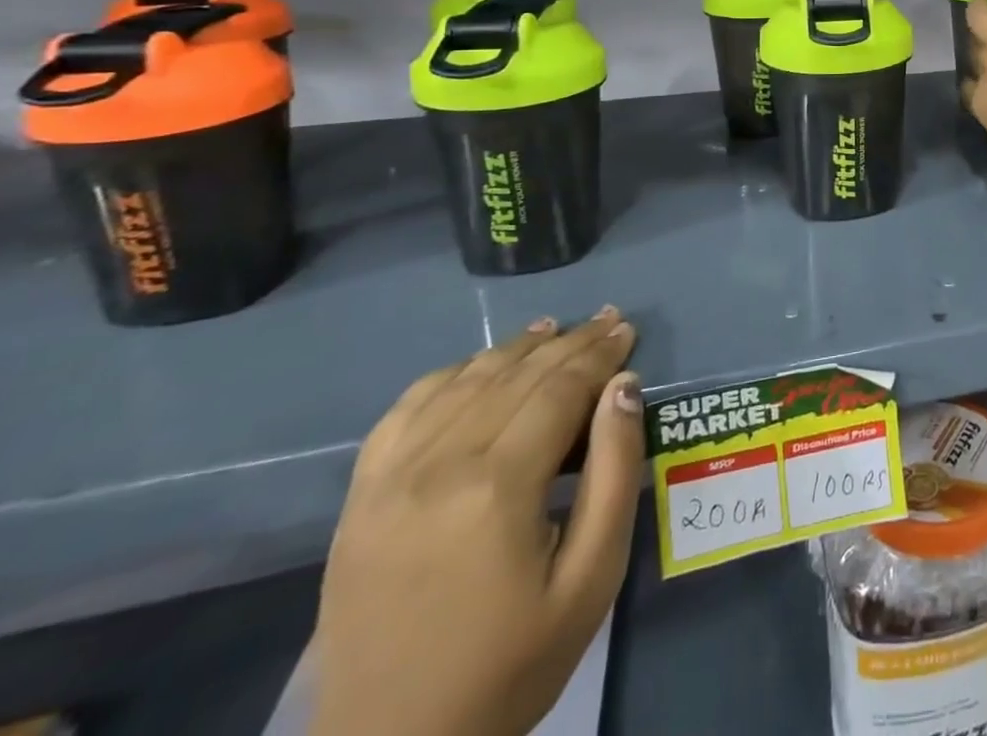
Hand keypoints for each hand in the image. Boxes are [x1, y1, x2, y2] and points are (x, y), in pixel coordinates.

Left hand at [311, 307, 642, 735]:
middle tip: (607, 320)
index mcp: (496, 488)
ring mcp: (388, 479)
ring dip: (515, 349)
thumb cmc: (510, 666)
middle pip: (516, 376)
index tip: (628, 329)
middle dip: (570, 343)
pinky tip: (479, 366)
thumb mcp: (591, 578)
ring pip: (464, 381)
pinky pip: (407, 409)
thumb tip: (624, 385)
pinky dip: (451, 375)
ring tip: (554, 329)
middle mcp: (438, 466)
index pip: (559, 389)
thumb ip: (615, 472)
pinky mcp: (359, 498)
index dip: (598, 354)